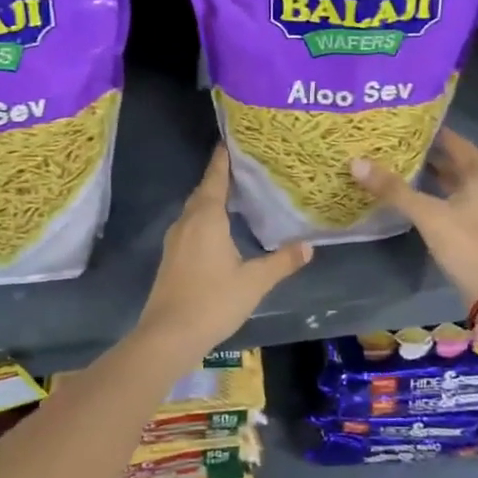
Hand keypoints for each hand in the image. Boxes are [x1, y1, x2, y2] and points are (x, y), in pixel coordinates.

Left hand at [134, 147, 311, 357]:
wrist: (168, 336)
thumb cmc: (213, 301)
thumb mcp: (254, 282)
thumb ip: (282, 262)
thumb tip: (309, 246)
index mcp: (206, 218)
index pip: (215, 178)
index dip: (223, 159)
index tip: (230, 141)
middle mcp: (187, 222)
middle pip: (203, 191)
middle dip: (219, 177)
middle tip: (243, 167)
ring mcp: (175, 240)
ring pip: (194, 210)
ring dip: (211, 199)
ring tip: (235, 195)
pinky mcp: (171, 258)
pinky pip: (190, 226)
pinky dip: (204, 218)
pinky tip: (218, 230)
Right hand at [351, 127, 477, 304]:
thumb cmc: (467, 244)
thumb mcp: (428, 214)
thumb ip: (394, 190)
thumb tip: (356, 163)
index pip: (455, 142)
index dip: (432, 131)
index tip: (405, 123)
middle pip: (455, 162)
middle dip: (428, 153)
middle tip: (396, 144)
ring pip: (453, 184)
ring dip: (431, 175)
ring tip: (399, 166)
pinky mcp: (476, 229)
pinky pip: (453, 202)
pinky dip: (435, 195)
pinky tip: (413, 198)